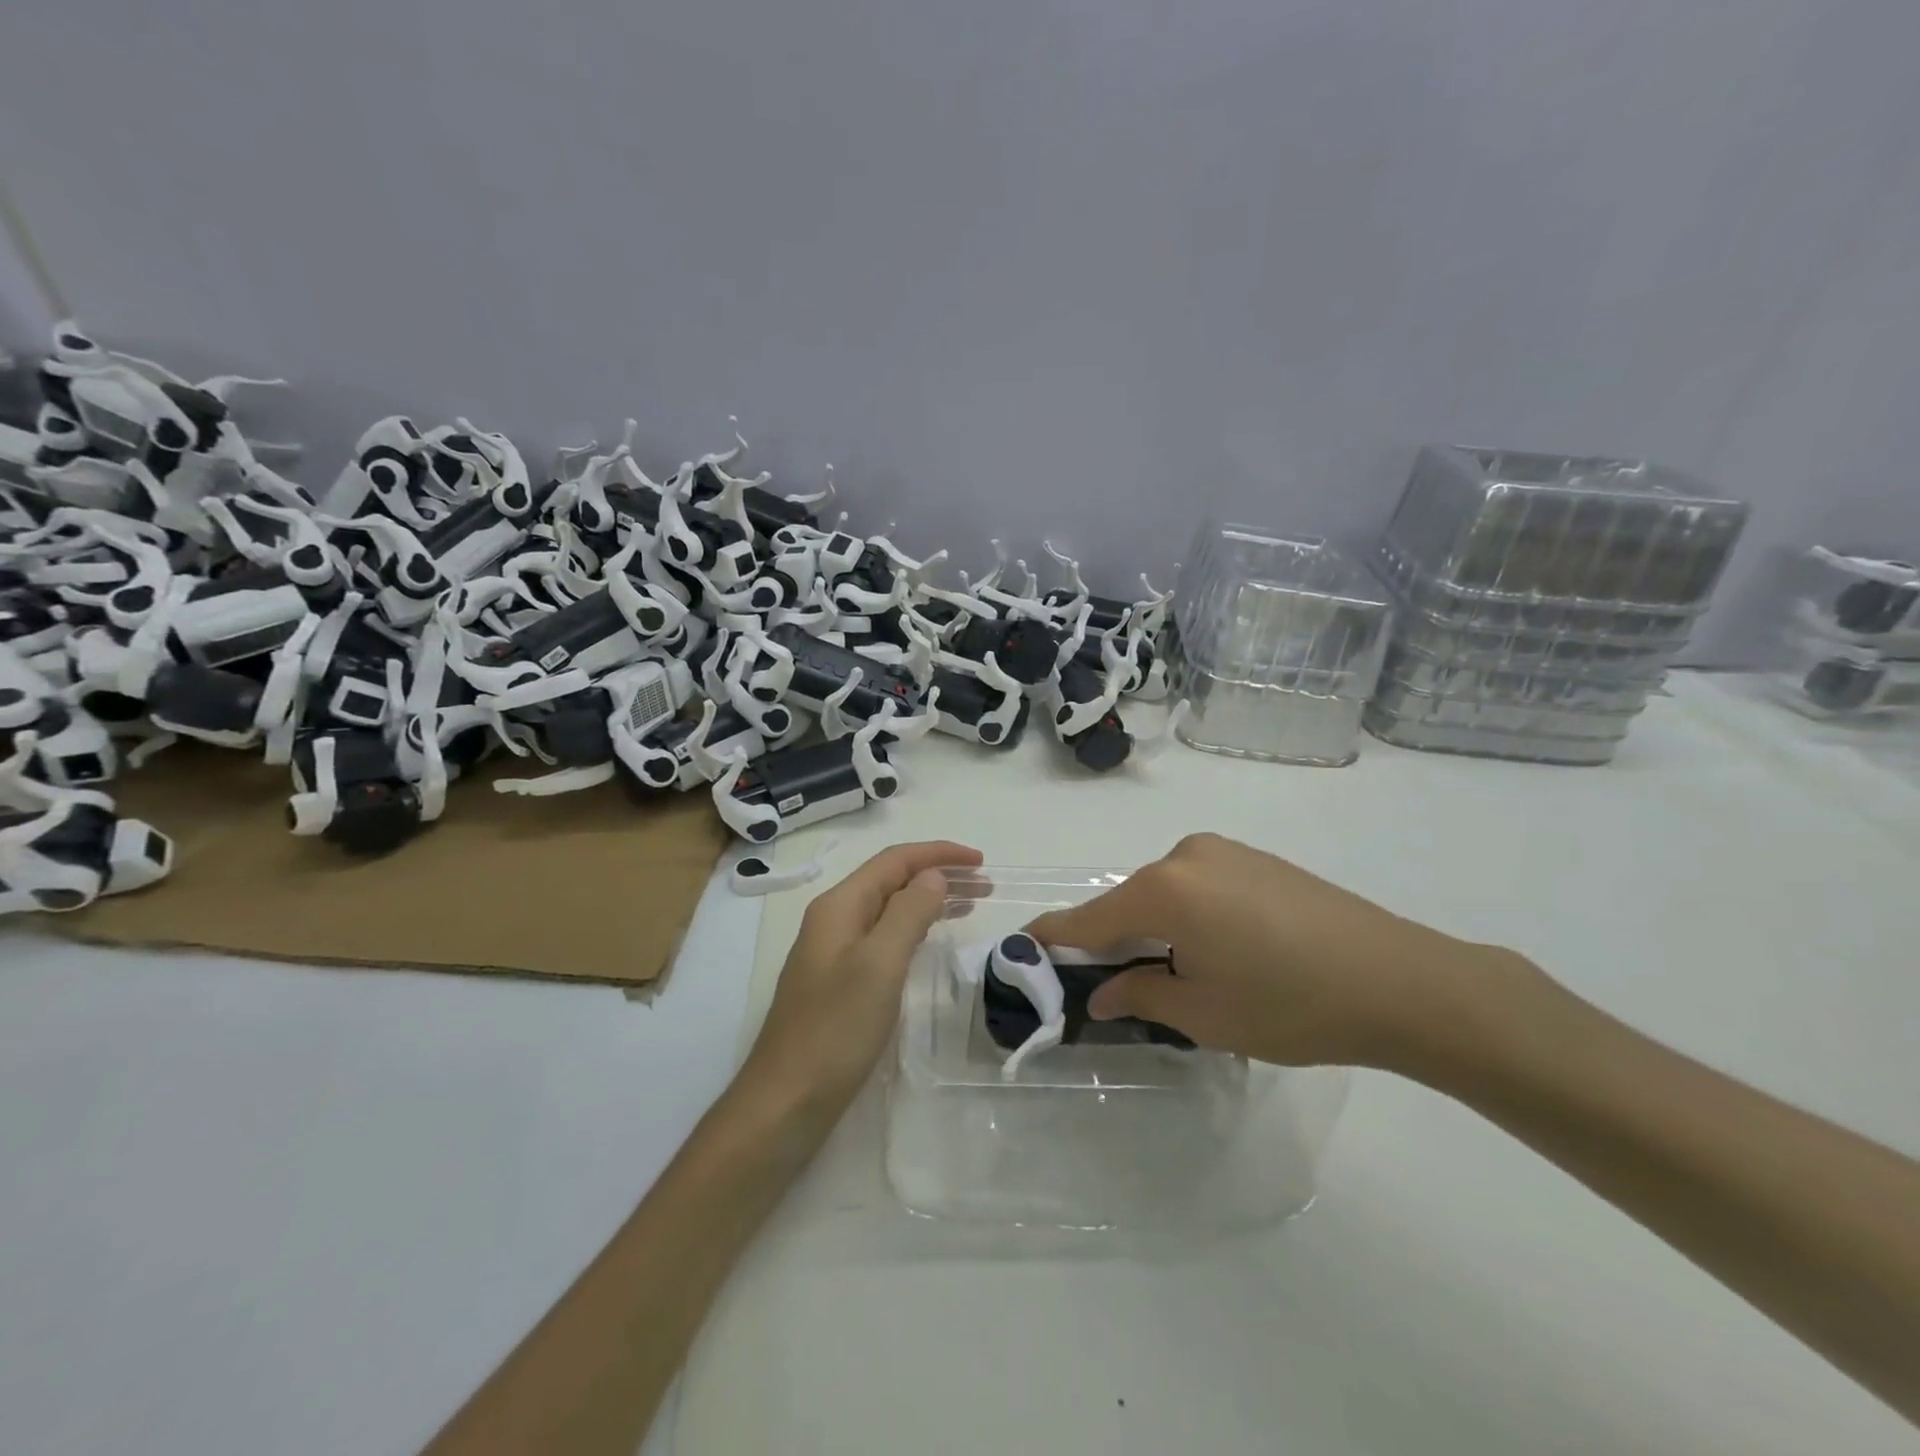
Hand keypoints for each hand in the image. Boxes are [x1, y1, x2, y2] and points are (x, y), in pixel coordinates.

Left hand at [741, 841, 981, 1118]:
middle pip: (892, 881)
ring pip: (889, 909)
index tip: (981, 860)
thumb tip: (932, 875)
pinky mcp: (840, 981)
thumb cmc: (835, 1030)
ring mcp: (834, 952)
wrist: (786, 1101)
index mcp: (839, 906)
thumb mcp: (879, 965)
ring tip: (971, 906)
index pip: (894, 861)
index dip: (938, 853)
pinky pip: (884, 938)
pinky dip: (914, 929)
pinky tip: (932, 940)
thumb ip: (907, 913)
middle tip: (986, 886)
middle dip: (938, 875)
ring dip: (929, 901)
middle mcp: (834, 920)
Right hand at [1026, 833, 1520, 1072]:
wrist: (1401, 980)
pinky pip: (1199, 885)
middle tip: (1115, 986)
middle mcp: (1185, 856)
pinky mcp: (1255, 858)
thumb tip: (1102, 994)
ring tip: (1181, 975)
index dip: (1056, 936)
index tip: (1025, 947)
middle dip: (1115, 940)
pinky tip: (1221, 950)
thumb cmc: (1291, 1004)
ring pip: (1165, 893)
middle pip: (1128, 902)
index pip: (1091, 917)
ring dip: (1156, 928)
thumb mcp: (1204, 1014)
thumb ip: (1141, 995)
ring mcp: (1224, 851)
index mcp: (1164, 890)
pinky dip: (1189, 914)